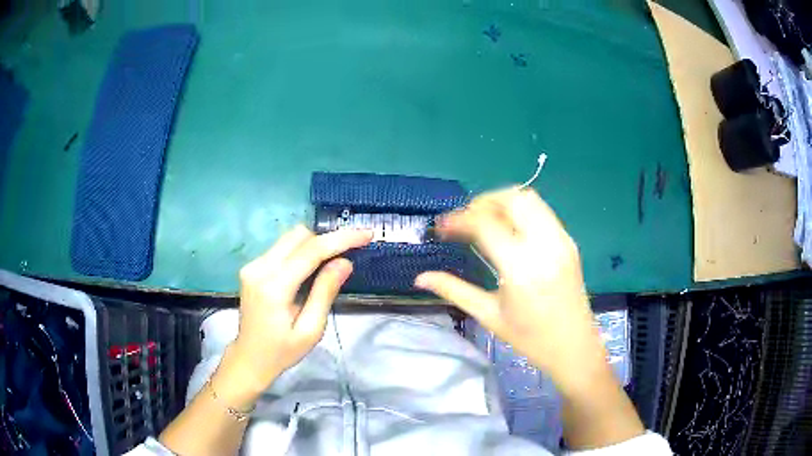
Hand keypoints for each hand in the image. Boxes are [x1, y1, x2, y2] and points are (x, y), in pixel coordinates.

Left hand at [230, 225, 371, 392]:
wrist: (249, 358)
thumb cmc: (282, 351)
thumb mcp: (311, 330)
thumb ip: (325, 293)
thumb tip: (344, 262)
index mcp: (273, 287)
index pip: (310, 251)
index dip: (341, 239)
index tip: (366, 235)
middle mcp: (259, 268)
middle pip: (299, 236)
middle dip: (327, 240)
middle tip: (348, 255)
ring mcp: (252, 266)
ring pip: (290, 238)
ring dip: (314, 245)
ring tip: (331, 264)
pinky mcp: (251, 267)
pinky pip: (281, 248)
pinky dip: (301, 252)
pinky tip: (310, 271)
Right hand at [415, 188, 604, 389]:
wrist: (574, 347)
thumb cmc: (530, 339)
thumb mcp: (489, 316)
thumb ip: (454, 290)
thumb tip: (420, 278)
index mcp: (521, 268)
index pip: (485, 224)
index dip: (458, 219)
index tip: (441, 227)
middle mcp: (544, 245)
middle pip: (511, 199)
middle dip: (481, 203)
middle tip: (464, 222)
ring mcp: (561, 240)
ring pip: (529, 199)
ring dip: (502, 202)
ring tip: (484, 221)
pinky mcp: (569, 242)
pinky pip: (542, 211)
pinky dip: (520, 211)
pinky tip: (509, 230)